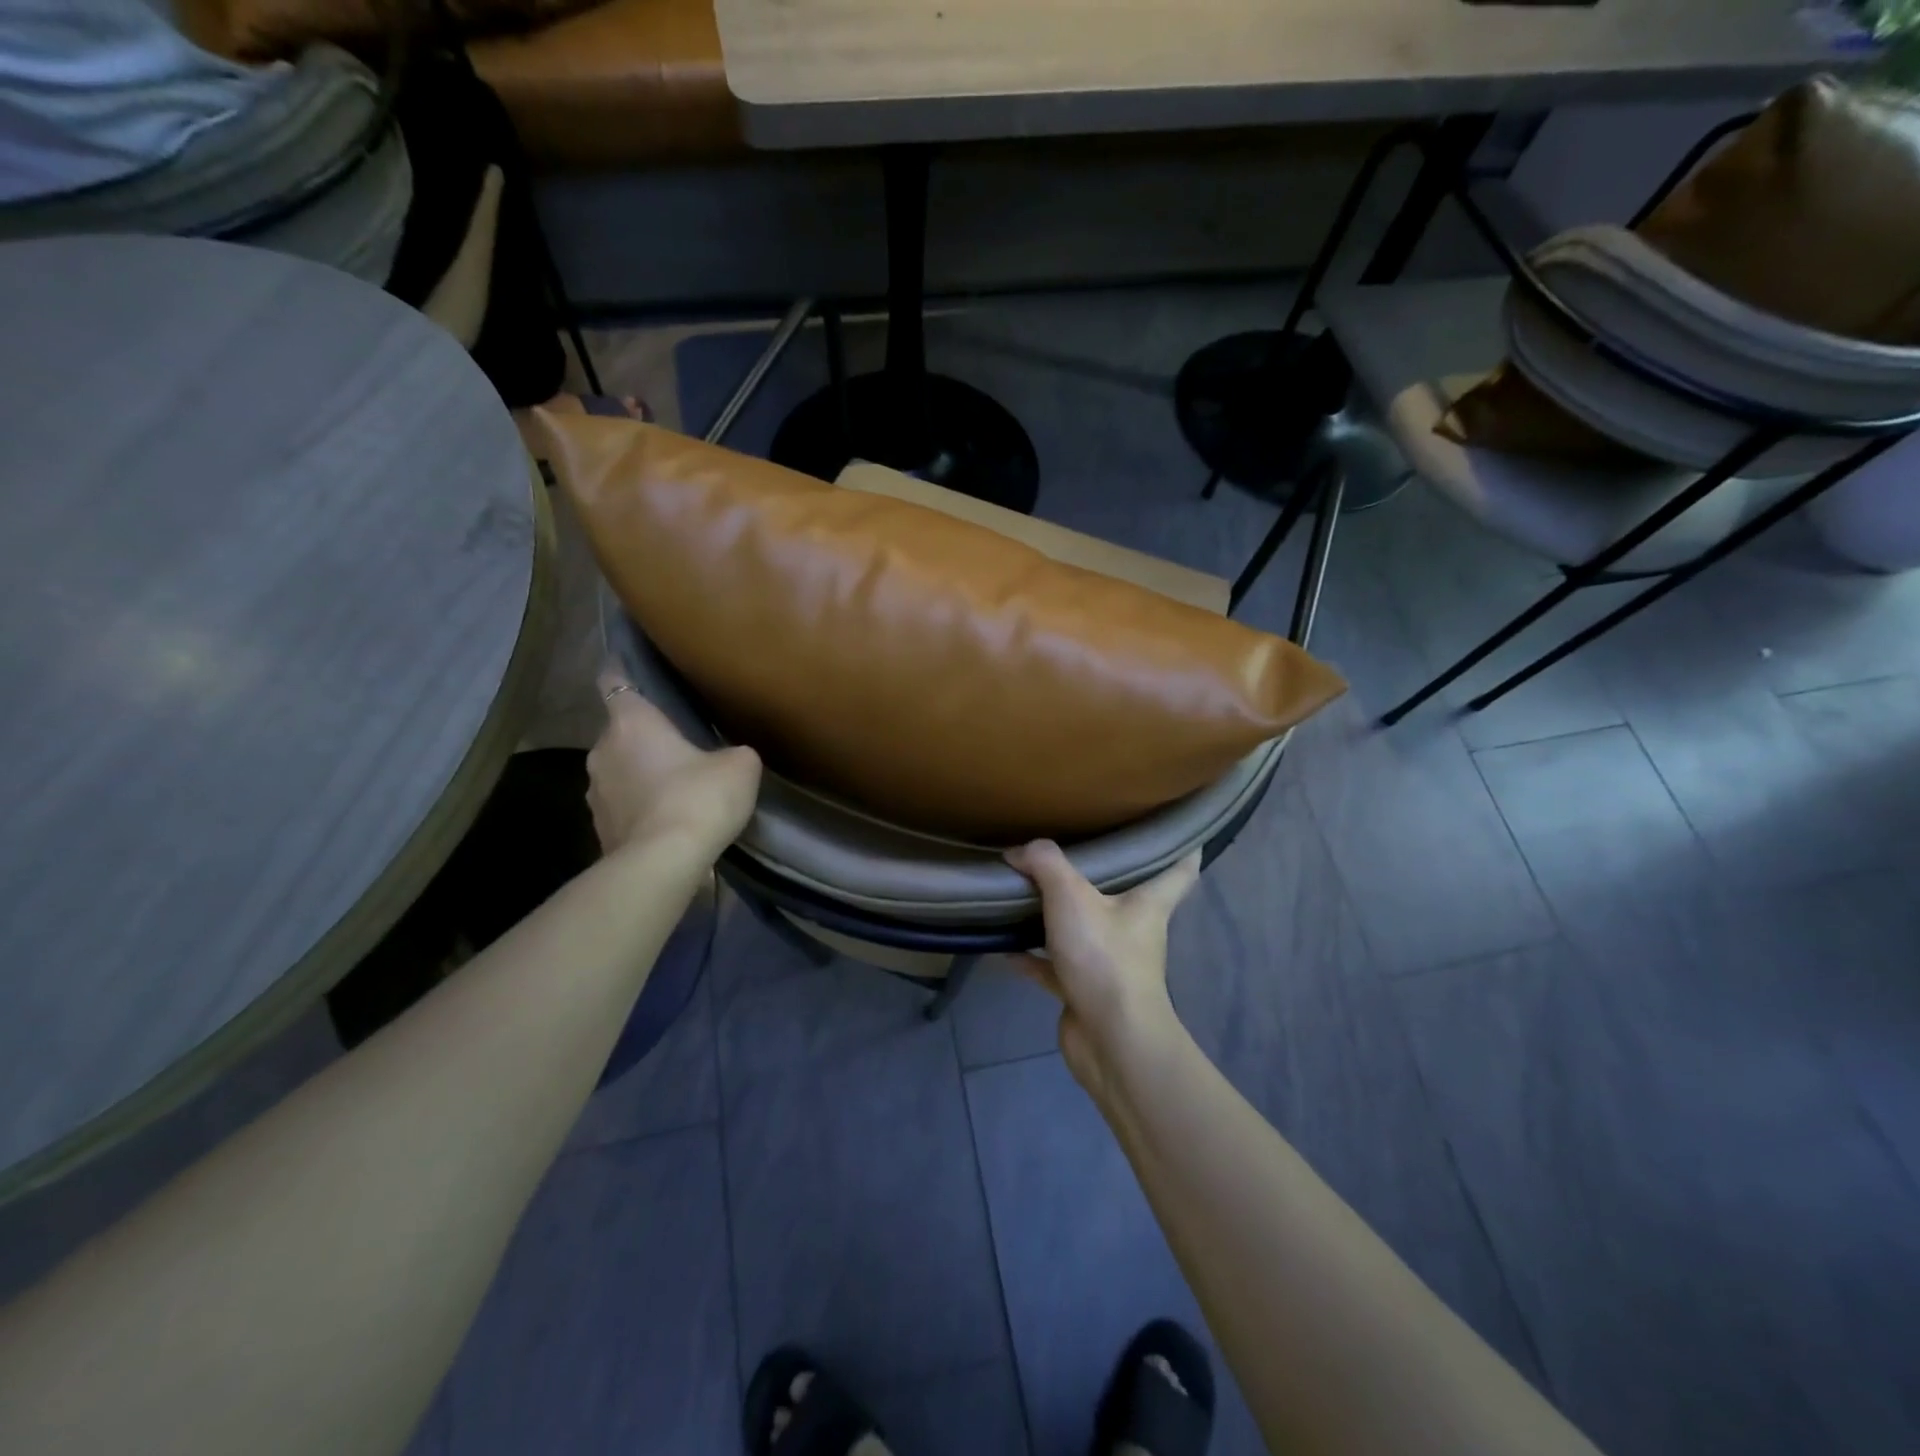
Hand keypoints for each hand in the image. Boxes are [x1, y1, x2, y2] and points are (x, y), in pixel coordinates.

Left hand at [588, 666, 760, 856]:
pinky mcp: (600, 828)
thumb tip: (729, 757)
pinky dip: (640, 806)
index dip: (623, 671)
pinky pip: (622, 805)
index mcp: (631, 722)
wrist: (664, 863)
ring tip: (675, 786)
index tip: (635, 669)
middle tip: (679, 742)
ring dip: (640, 773)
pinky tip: (668, 819)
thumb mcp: (740, 765)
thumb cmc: (699, 798)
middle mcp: (602, 749)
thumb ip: (733, 751)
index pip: (614, 679)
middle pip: (620, 731)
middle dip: (644, 736)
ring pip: (619, 770)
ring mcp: (595, 792)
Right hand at [1004, 841, 1199, 1093]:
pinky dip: (1031, 956)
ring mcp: (1110, 962)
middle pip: (1126, 895)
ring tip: (1028, 891)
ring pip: (1085, 929)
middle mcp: (1135, 930)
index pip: (1180, 869)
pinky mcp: (1084, 989)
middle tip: (1078, 846)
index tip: (1177, 829)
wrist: (1110, 1040)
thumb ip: (1045, 864)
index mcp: (1148, 902)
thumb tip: (1018, 851)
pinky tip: (1003, 945)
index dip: (1182, 847)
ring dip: (1059, 916)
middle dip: (1106, 875)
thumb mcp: (1071, 896)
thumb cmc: (1105, 957)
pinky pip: (1054, 965)